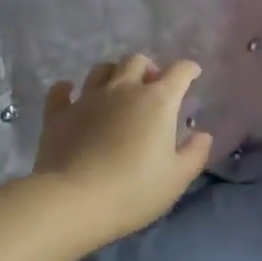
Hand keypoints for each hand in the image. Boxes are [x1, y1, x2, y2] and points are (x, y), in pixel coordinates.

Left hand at [33, 55, 212, 244]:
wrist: (74, 200)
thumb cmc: (134, 190)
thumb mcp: (177, 178)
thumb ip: (195, 153)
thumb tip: (202, 135)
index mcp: (157, 101)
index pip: (179, 72)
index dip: (188, 70)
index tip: (192, 74)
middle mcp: (122, 89)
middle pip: (136, 61)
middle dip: (148, 68)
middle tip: (152, 87)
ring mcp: (87, 99)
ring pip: (101, 70)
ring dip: (113, 74)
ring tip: (117, 91)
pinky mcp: (58, 114)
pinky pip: (62, 91)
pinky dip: (68, 89)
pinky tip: (71, 94)